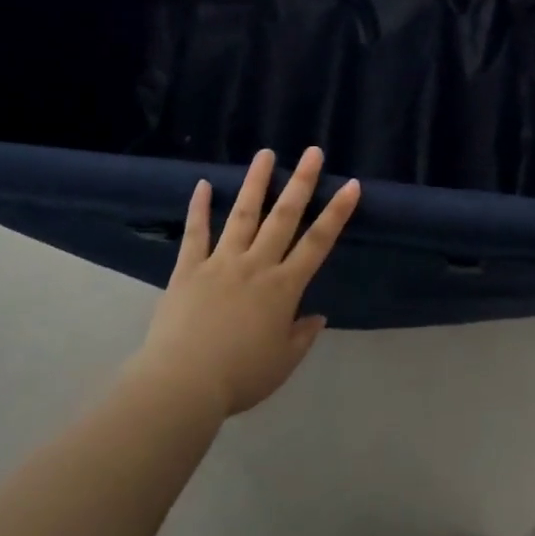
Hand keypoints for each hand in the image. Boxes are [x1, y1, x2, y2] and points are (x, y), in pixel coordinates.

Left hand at [132, 147, 359, 417]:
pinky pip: (195, 233)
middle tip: (312, 152)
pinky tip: (202, 184)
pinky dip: (198, 208)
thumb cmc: (240, 377)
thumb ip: (302, 336)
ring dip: (255, 182)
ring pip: (242, 214)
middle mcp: (255, 265)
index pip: (318, 243)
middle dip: (301, 182)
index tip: (351, 185)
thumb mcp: (282, 362)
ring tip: (265, 153)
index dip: (336, 213)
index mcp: (283, 288)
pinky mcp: (188, 268)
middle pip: (283, 217)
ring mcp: (220, 262)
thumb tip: (317, 315)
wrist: (183, 384)